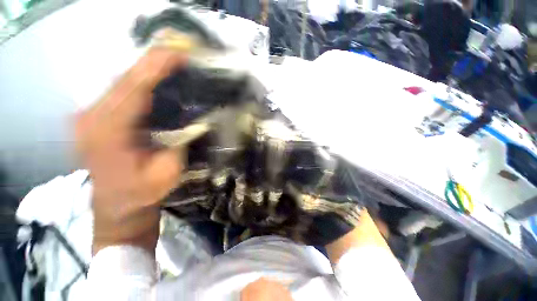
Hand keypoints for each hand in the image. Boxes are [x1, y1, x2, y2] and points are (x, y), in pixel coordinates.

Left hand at [76, 48, 185, 255]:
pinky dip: (140, 81)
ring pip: (121, 82)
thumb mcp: (168, 171)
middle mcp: (91, 117)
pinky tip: (157, 79)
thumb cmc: (142, 193)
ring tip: (172, 62)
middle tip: (180, 53)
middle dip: (153, 63)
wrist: (117, 206)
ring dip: (147, 70)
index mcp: (108, 132)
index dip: (156, 67)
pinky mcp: (94, 117)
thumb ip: (179, 142)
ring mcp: (89, 115)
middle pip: (124, 79)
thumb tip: (194, 118)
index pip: (133, 88)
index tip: (178, 52)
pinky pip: (120, 92)